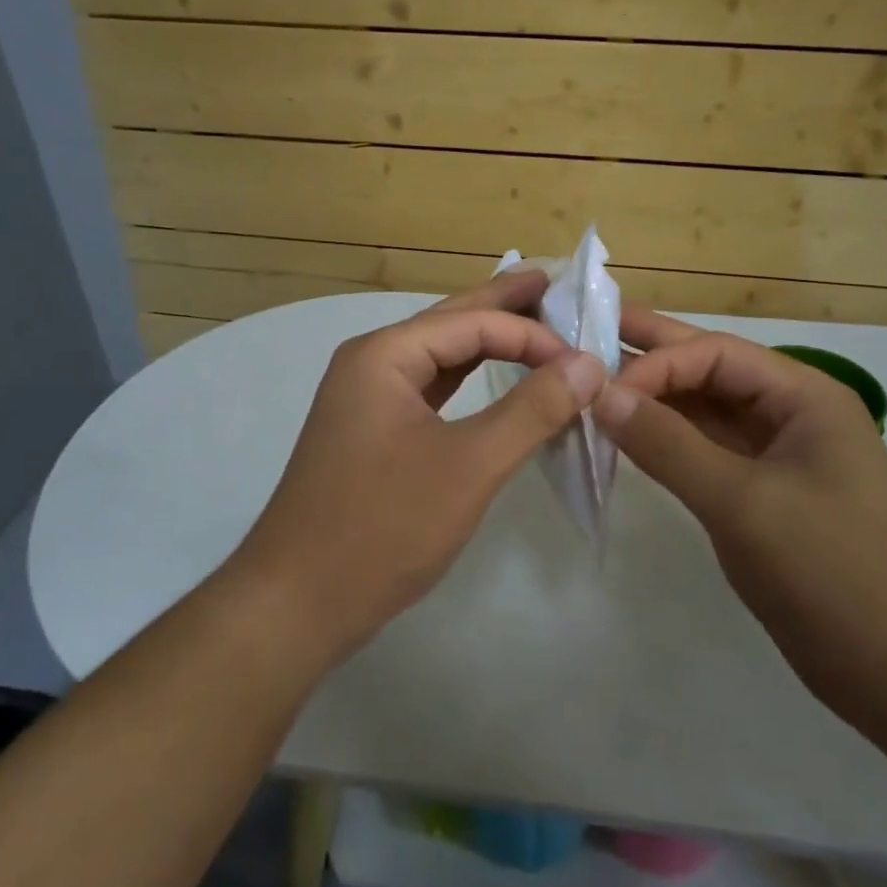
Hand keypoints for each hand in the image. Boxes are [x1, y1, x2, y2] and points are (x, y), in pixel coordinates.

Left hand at [228, 271, 607, 666]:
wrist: (297, 602)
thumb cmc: (383, 527)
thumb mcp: (469, 465)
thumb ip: (532, 410)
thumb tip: (589, 364)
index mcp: (384, 354)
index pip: (473, 322)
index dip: (534, 335)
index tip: (587, 363)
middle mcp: (372, 363)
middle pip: (452, 323)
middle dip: (506, 306)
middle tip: (557, 284)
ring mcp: (368, 399)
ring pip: (441, 357)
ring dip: (489, 342)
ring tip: (538, 322)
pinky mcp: (374, 433)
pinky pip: (432, 390)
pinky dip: (470, 381)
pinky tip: (495, 378)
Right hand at [593, 306, 886, 738]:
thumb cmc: (833, 573)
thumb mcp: (743, 503)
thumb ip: (668, 445)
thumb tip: (601, 394)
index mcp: (803, 396)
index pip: (715, 354)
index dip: (656, 363)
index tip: (600, 390)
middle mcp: (789, 414)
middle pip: (709, 371)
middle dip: (650, 355)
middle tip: (584, 334)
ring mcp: (776, 456)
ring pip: (703, 412)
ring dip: (652, 400)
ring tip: (591, 384)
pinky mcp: (761, 496)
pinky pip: (704, 452)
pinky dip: (665, 442)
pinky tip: (625, 436)